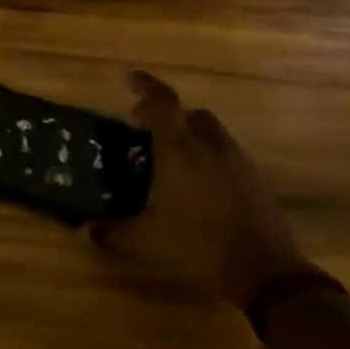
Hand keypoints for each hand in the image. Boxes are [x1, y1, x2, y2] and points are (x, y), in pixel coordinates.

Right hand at [91, 71, 307, 306]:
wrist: (264, 271)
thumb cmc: (197, 246)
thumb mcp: (145, 242)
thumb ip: (112, 233)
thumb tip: (86, 230)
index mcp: (178, 151)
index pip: (162, 102)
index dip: (145, 85)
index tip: (130, 77)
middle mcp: (208, 146)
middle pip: (189, 113)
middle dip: (167, 115)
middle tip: (146, 129)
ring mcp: (237, 160)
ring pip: (212, 131)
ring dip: (191, 134)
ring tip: (175, 157)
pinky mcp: (256, 179)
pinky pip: (228, 153)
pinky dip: (211, 156)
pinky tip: (202, 183)